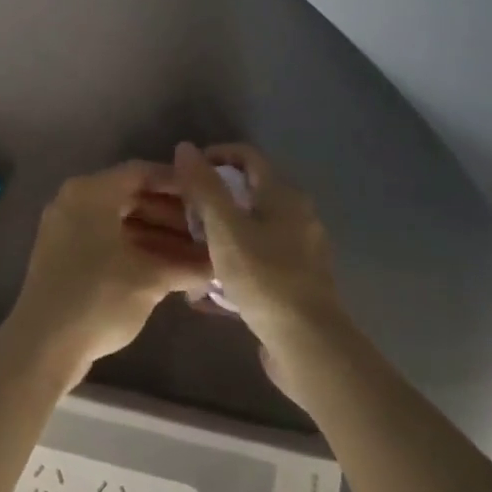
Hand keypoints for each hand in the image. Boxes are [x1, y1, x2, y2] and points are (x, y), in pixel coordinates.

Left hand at [4, 161, 212, 376]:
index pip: (141, 173)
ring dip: (158, 236)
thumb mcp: (150, 279)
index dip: (178, 183)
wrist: (43, 345)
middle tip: (208, 230)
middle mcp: (75, 201)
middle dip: (172, 215)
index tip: (208, 196)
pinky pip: (107, 240)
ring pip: (121, 221)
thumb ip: (187, 264)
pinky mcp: (65, 255)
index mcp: (91, 192)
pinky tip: (170, 269)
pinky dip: (137, 250)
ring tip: (198, 255)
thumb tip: (219, 261)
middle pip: (132, 196)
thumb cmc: (99, 298)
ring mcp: (67, 228)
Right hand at [169, 143, 351, 389]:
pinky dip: (235, 262)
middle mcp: (298, 215)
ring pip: (253, 228)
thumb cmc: (264, 276)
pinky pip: (259, 259)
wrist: (308, 345)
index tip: (185, 173)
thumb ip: (204, 187)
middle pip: (249, 192)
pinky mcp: (297, 281)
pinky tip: (211, 287)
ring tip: (192, 249)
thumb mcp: (224, 227)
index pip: (247, 156)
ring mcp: (301, 250)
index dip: (214, 156)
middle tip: (184, 213)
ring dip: (222, 233)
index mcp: (284, 194)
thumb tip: (185, 147)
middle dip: (214, 198)